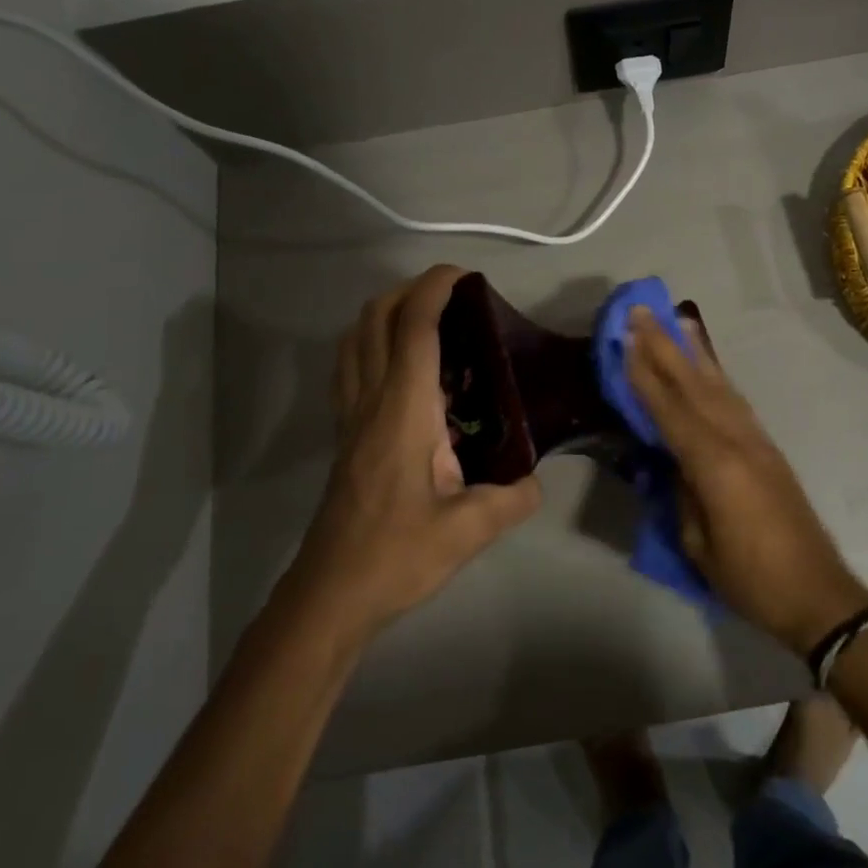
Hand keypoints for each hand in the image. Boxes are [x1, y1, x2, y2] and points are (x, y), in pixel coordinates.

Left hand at [284, 265, 540, 641]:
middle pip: (376, 318)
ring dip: (386, 312)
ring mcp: (351, 415)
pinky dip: (372, 343)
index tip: (464, 275)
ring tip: (427, 320)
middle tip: (452, 296)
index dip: (435, 288)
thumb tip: (535, 480)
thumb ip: (512, 498)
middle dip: (410, 290)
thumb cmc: (398, 555)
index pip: (414, 327)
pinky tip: (403, 367)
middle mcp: (372, 400)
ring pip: (355, 339)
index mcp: (404, 410)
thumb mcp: (469, 530)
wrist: (332, 592)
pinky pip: (351, 367)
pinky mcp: (345, 433)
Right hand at [627, 309, 867, 654]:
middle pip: (693, 384)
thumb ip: (681, 493)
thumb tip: (671, 460)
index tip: (625, 339)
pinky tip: (707, 366)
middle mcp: (736, 439)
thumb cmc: (750, 578)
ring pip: (719, 385)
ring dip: (694, 351)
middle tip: (643, 311)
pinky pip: (735, 401)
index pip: (669, 409)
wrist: (818, 593)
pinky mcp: (768, 448)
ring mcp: (756, 440)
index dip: (645, 373)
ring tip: (677, 321)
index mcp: (714, 464)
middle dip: (665, 346)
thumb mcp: (698, 543)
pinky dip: (717, 376)